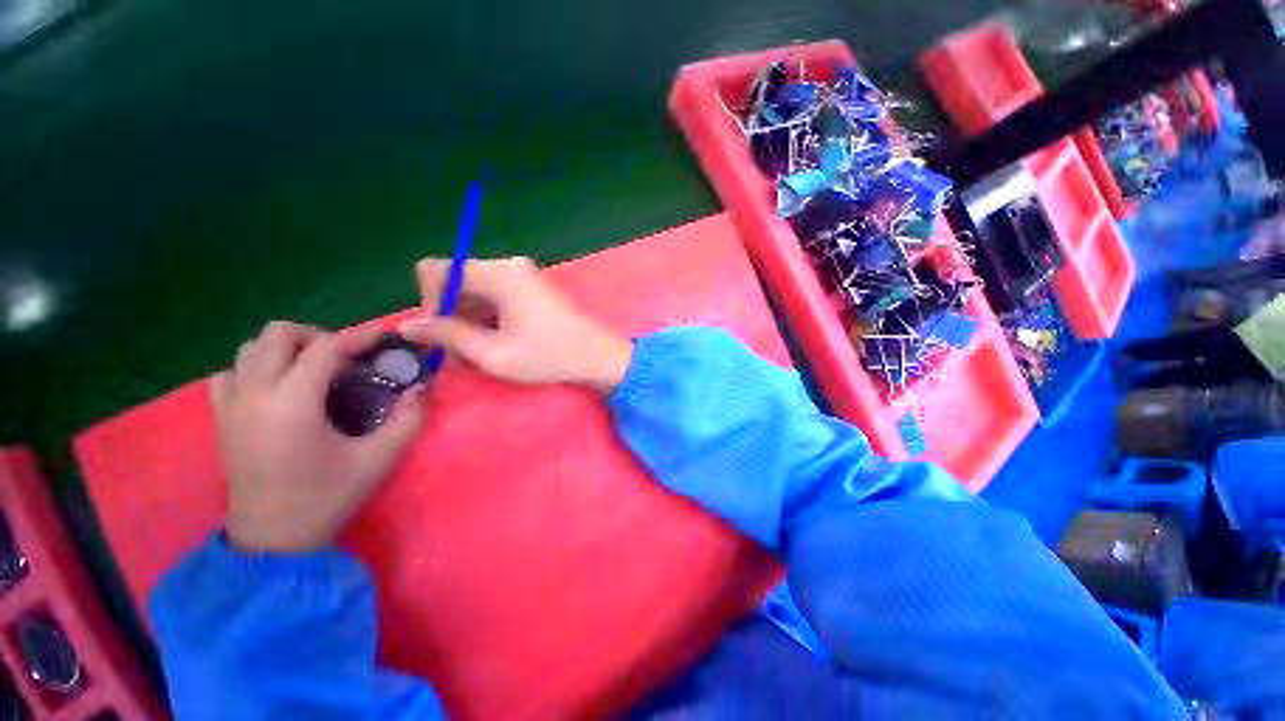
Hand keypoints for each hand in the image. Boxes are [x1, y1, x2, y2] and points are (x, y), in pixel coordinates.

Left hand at [212, 322, 424, 552]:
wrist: (272, 540)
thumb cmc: (327, 497)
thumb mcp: (379, 459)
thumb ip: (409, 419)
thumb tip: (423, 387)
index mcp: (292, 402)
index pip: (325, 348)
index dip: (359, 336)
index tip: (384, 336)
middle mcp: (254, 394)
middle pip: (278, 334)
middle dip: (318, 336)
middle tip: (347, 358)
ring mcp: (230, 405)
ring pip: (250, 349)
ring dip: (287, 349)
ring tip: (315, 370)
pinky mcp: (220, 419)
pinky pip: (231, 373)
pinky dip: (255, 367)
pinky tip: (278, 387)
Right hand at [402, 257, 632, 392]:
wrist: (598, 357)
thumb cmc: (550, 357)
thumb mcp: (494, 354)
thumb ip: (448, 336)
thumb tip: (408, 326)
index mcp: (499, 274)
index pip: (437, 270)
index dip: (429, 303)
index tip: (442, 335)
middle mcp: (509, 266)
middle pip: (456, 282)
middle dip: (451, 319)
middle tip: (461, 356)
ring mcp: (522, 276)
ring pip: (474, 293)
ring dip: (469, 323)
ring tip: (480, 356)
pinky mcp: (530, 288)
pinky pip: (493, 297)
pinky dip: (487, 320)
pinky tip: (495, 345)